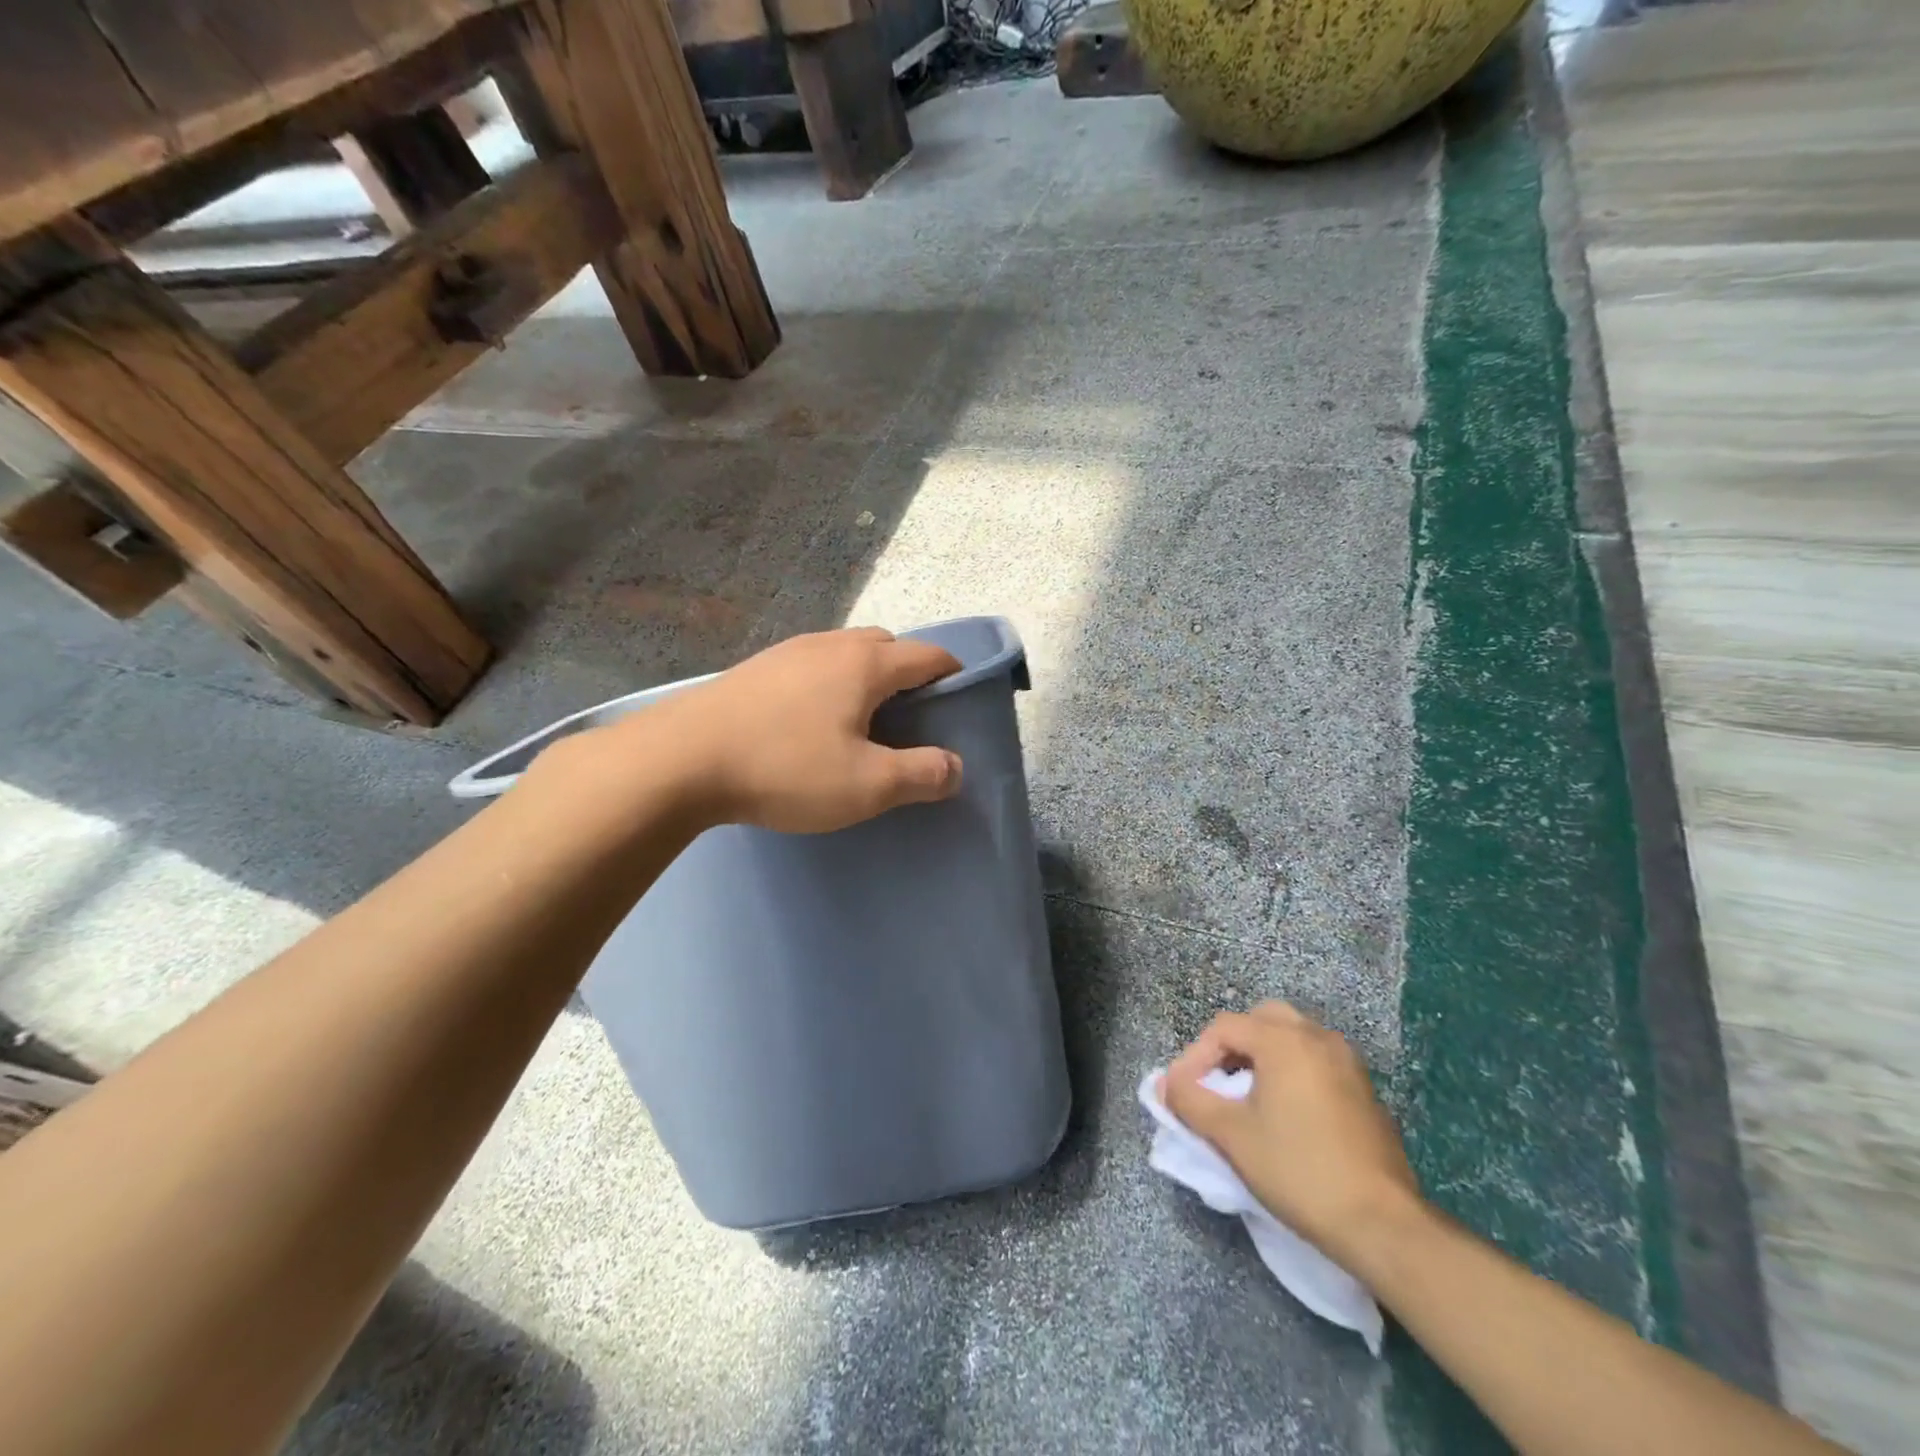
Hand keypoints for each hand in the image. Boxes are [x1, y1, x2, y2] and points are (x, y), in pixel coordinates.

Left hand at [622, 627, 964, 832]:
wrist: (679, 760)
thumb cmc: (785, 768)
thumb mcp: (866, 785)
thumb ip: (921, 774)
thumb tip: (956, 767)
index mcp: (865, 664)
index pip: (928, 654)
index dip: (954, 672)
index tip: (962, 698)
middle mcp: (830, 645)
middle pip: (887, 645)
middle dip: (910, 672)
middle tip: (912, 716)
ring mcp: (787, 652)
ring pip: (845, 653)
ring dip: (866, 676)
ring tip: (862, 719)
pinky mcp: (755, 669)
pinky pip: (811, 665)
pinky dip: (830, 683)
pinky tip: (811, 721)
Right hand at [1163, 1002, 1422, 1272]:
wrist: (1381, 1224)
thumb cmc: (1298, 1170)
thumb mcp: (1231, 1135)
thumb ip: (1191, 1101)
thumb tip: (1167, 1085)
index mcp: (1285, 1040)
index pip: (1224, 1027)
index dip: (1194, 1056)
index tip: (1181, 1093)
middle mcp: (1318, 1038)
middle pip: (1261, 1020)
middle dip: (1231, 1046)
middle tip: (1215, 1081)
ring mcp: (1348, 1063)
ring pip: (1293, 1038)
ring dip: (1263, 1057)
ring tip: (1246, 1096)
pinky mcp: (1365, 1091)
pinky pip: (1316, 1062)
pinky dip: (1292, 1072)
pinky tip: (1285, 1113)